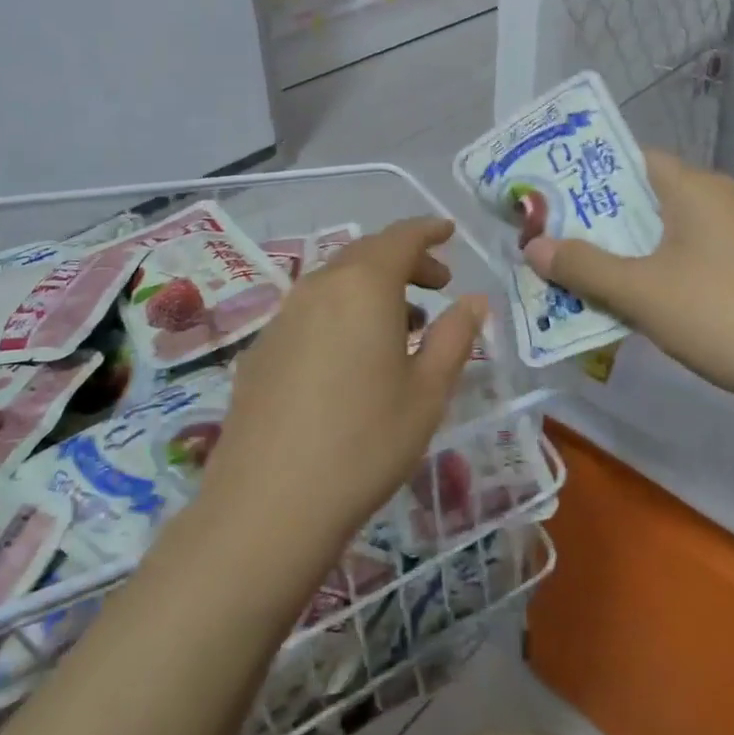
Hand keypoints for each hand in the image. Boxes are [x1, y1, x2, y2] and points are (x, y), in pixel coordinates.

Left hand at [198, 217, 486, 564]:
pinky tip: (351, 357)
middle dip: (405, 261)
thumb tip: (473, 300)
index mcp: (364, 286)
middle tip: (437, 285)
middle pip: (366, 254)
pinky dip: (341, 313)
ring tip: (401, 325)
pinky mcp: (260, 349)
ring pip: (336, 282)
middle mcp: (319, 286)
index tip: (448, 232)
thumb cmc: (365, 442)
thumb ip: (455, 337)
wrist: (268, 504)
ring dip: (372, 289)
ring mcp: (283, 316)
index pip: (400, 237)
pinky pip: (310, 311)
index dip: (428, 230)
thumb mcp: (428, 392)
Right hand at [523, 149, 733, 408]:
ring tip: (581, 269)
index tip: (551, 198)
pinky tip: (631, 295)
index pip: (631, 159)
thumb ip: (582, 266)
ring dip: (624, 247)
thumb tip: (532, 247)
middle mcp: (716, 197)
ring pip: (663, 228)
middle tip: (555, 238)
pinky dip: (654, 265)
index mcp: (693, 187)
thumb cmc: (717, 313)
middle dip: (599, 218)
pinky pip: (685, 251)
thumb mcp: (639, 291)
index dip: (587, 174)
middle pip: (644, 195)